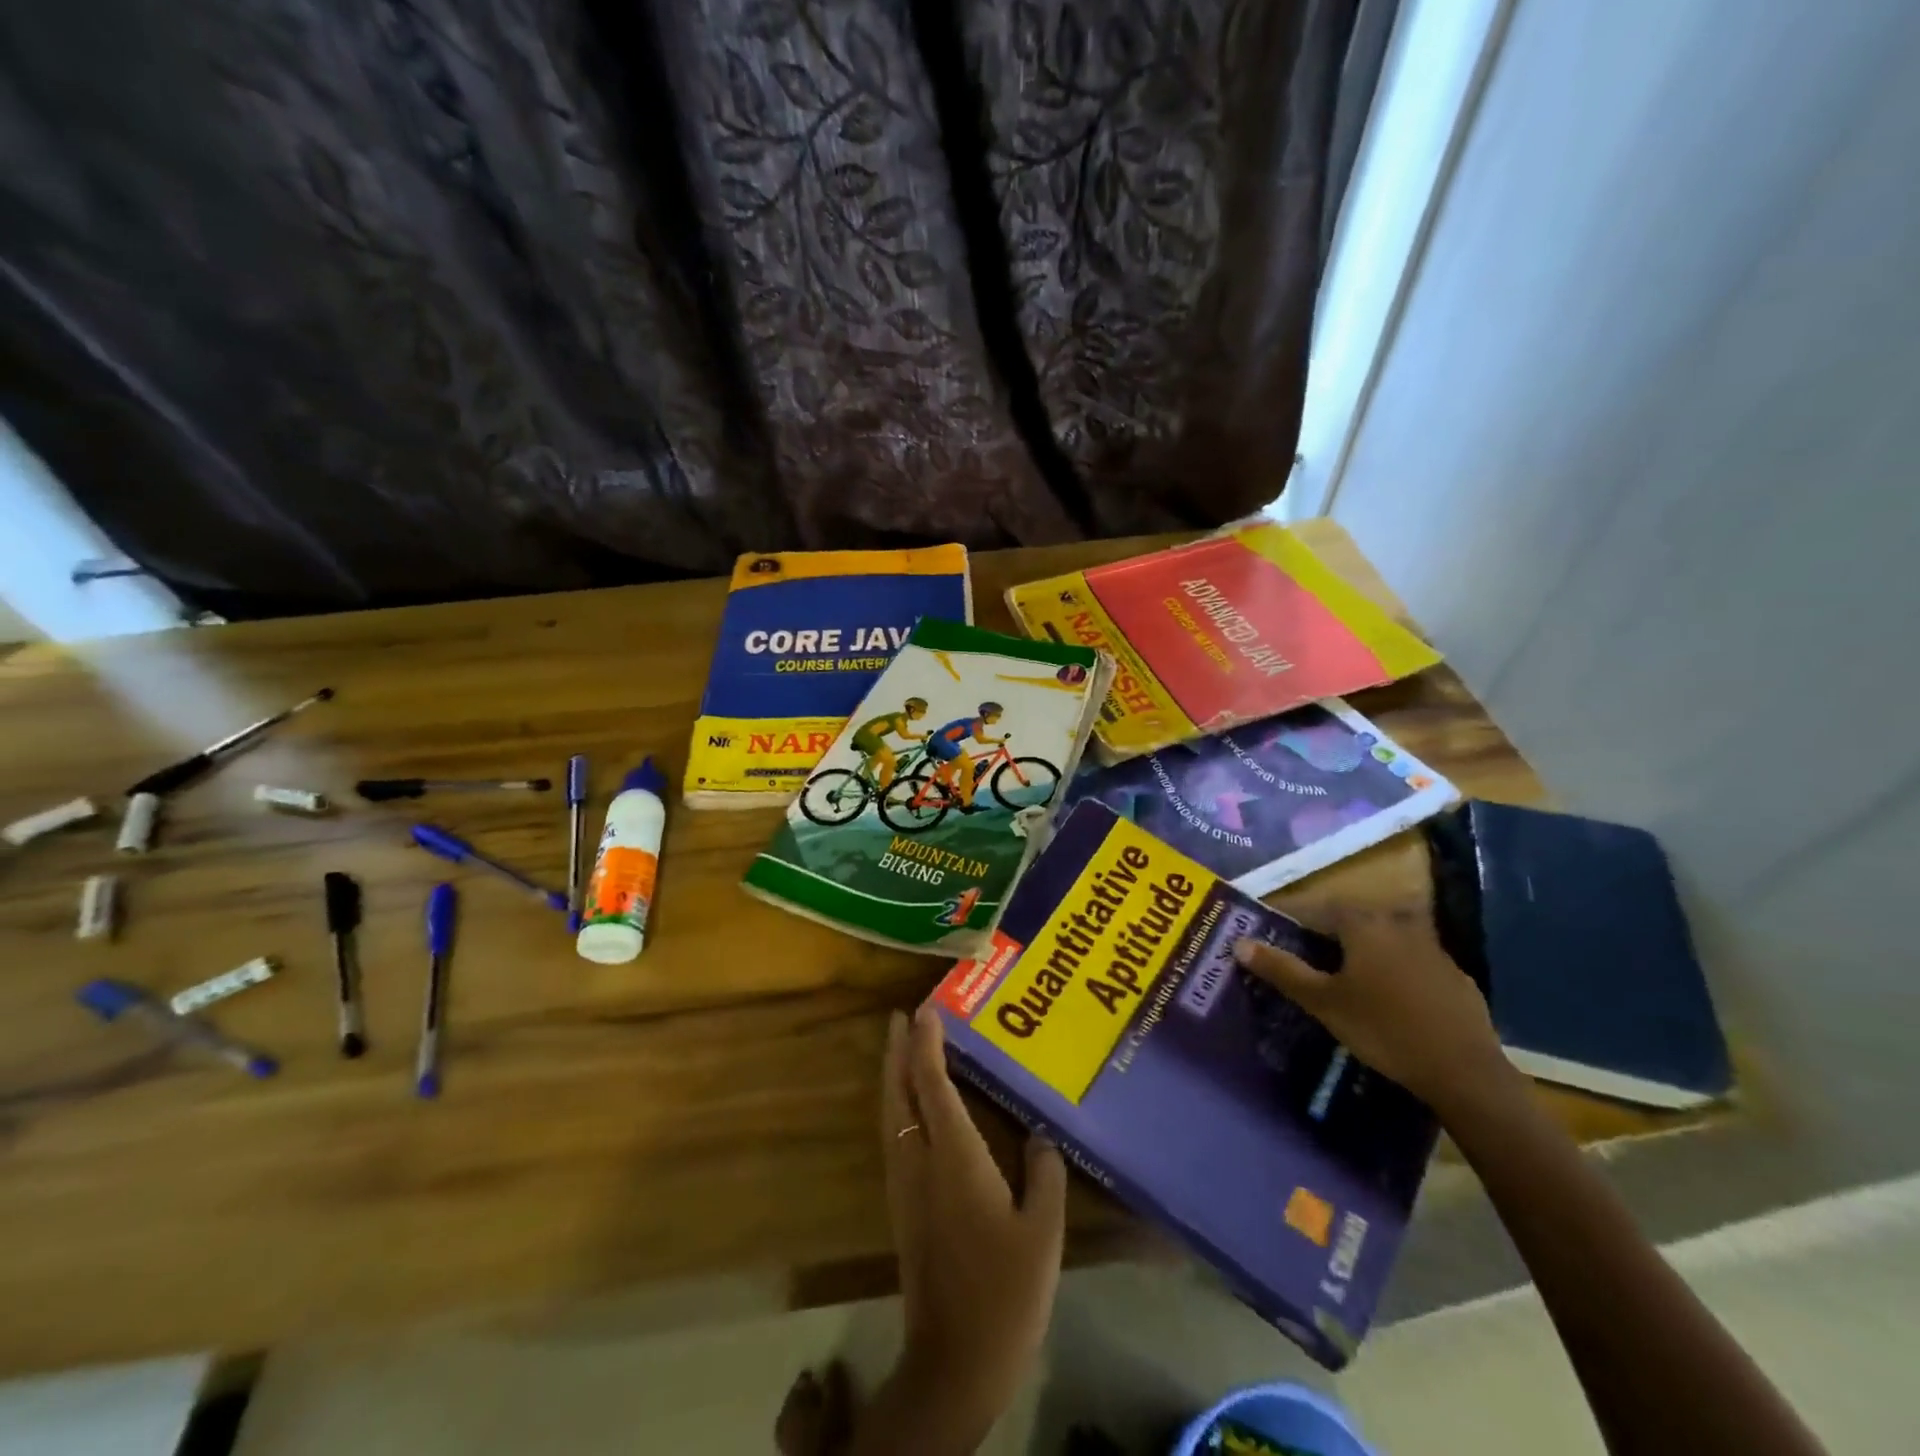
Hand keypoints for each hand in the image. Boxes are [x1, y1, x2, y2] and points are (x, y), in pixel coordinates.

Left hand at [869, 1005, 1065, 1450]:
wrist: (955, 1360)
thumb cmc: (1006, 1290)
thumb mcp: (1043, 1231)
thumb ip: (1045, 1174)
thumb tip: (1040, 1134)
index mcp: (954, 1156)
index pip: (933, 1084)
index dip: (927, 1044)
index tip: (926, 1009)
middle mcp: (920, 1160)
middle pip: (899, 1091)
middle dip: (899, 1050)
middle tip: (903, 1015)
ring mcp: (905, 1184)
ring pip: (890, 1113)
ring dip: (894, 1074)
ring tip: (902, 1047)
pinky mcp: (902, 1206)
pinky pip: (894, 1134)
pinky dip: (898, 1104)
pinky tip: (910, 1106)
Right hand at [1233, 906, 1518, 1117]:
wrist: (1464, 1071)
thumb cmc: (1383, 1028)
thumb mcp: (1322, 1001)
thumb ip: (1282, 970)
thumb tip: (1239, 943)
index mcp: (1362, 924)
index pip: (1316, 910)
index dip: (1293, 923)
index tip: (1278, 940)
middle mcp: (1397, 924)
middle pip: (1351, 922)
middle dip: (1328, 938)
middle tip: (1309, 964)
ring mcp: (1432, 949)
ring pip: (1384, 942)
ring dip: (1363, 954)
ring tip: (1346, 983)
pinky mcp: (1456, 977)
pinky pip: (1413, 964)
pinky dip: (1394, 973)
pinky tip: (1390, 1002)